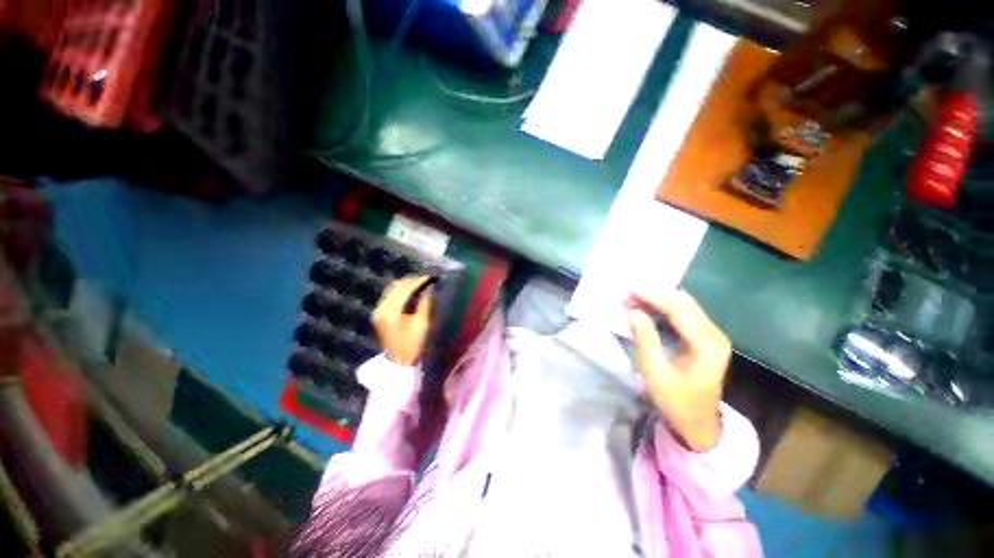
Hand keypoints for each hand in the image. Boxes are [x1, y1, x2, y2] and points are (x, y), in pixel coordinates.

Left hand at [372, 276, 434, 365]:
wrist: (401, 363)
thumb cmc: (415, 345)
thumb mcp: (423, 324)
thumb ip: (426, 303)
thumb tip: (430, 288)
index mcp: (392, 311)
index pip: (407, 289)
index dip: (420, 281)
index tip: (433, 277)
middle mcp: (382, 308)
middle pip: (397, 286)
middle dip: (413, 281)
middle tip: (428, 280)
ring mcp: (379, 312)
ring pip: (392, 290)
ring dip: (406, 285)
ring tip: (421, 284)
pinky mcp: (379, 316)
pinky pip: (390, 297)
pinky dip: (401, 292)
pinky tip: (411, 293)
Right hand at [627, 289, 729, 451]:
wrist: (697, 423)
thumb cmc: (675, 401)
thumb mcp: (655, 373)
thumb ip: (645, 339)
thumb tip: (633, 311)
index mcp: (707, 345)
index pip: (679, 310)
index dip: (653, 296)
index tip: (630, 288)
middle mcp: (714, 335)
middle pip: (684, 303)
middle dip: (655, 294)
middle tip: (629, 292)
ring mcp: (712, 336)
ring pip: (685, 306)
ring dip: (659, 300)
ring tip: (634, 298)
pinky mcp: (705, 339)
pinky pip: (684, 315)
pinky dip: (664, 308)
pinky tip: (648, 308)